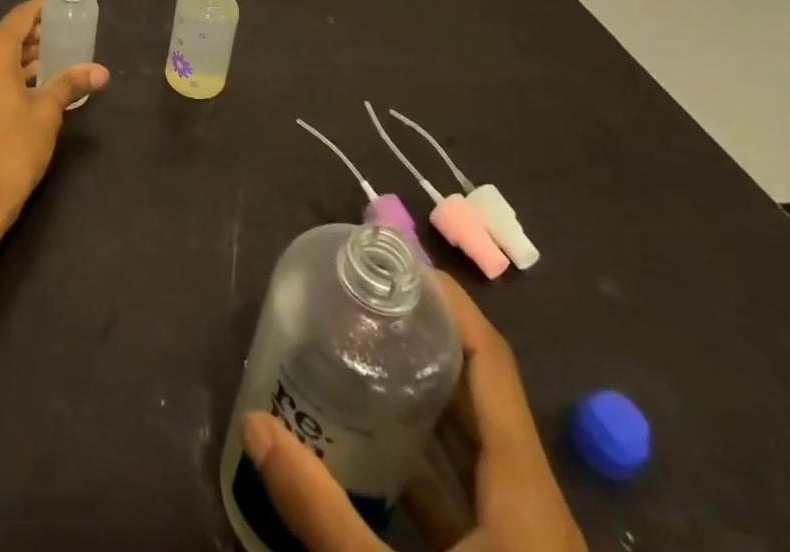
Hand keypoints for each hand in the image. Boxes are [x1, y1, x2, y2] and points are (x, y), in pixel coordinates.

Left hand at [0, 0, 108, 255]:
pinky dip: (7, 75)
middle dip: (37, 38)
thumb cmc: (10, 152)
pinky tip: (33, 87)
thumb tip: (102, 71)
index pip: (21, 16)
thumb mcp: (46, 115)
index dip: (44, 10)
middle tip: (69, 39)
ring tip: (58, 63)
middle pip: (7, 36)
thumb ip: (70, 84)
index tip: (66, 9)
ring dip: (23, 59)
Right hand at [238, 272, 584, 551]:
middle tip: (364, 305)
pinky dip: (425, 469)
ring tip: (361, 363)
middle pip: (480, 399)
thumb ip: (324, 514)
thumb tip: (256, 427)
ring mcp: (525, 546)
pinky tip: (376, 462)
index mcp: (524, 494)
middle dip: (426, 346)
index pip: (491, 363)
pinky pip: (468, 501)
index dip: (452, 306)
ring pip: (475, 452)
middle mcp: (533, 508)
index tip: (400, 265)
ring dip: (424, 406)